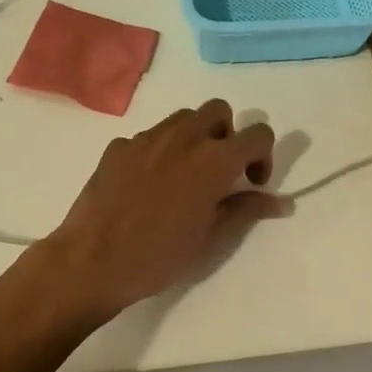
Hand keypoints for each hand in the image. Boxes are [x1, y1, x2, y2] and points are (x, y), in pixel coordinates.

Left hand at [38, 100, 286, 316]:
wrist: (91, 261)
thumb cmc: (158, 256)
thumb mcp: (211, 239)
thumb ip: (246, 210)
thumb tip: (280, 202)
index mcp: (213, 160)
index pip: (258, 134)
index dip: (263, 156)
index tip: (252, 183)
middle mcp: (183, 137)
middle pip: (219, 111)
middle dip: (227, 134)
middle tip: (220, 172)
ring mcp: (147, 138)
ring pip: (183, 118)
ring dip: (195, 137)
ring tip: (185, 176)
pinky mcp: (119, 146)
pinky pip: (150, 137)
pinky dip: (160, 151)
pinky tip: (148, 186)